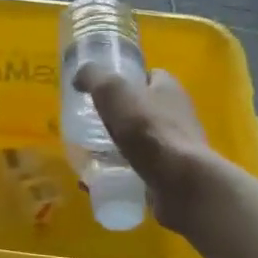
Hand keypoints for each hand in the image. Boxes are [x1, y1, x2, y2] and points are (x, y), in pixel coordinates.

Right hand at [74, 66, 230, 229]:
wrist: (178, 181)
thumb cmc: (146, 128)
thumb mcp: (112, 90)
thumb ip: (93, 77)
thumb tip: (79, 78)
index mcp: (169, 88)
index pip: (149, 76)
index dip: (127, 79)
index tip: (103, 90)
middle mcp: (178, 114)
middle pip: (145, 108)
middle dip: (121, 115)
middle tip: (93, 123)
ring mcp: (177, 146)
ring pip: (143, 140)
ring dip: (121, 146)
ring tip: (93, 153)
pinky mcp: (173, 175)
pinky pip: (143, 169)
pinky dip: (124, 172)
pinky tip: (103, 180)